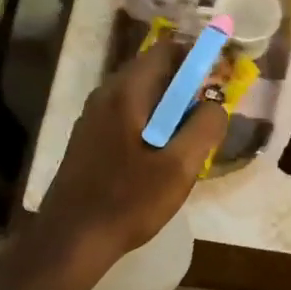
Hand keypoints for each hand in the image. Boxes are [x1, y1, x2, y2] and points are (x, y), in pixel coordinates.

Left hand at [36, 39, 228, 268]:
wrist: (72, 239)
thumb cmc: (129, 201)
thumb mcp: (180, 167)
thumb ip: (205, 127)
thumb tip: (216, 104)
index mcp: (126, 93)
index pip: (166, 50)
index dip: (196, 57)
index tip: (218, 79)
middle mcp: (104, 95)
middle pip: (152, 72)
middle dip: (185, 88)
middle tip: (207, 118)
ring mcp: (92, 118)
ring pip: (139, 98)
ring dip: (168, 110)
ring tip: (187, 142)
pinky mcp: (88, 140)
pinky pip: (126, 117)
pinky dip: (149, 125)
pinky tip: (158, 159)